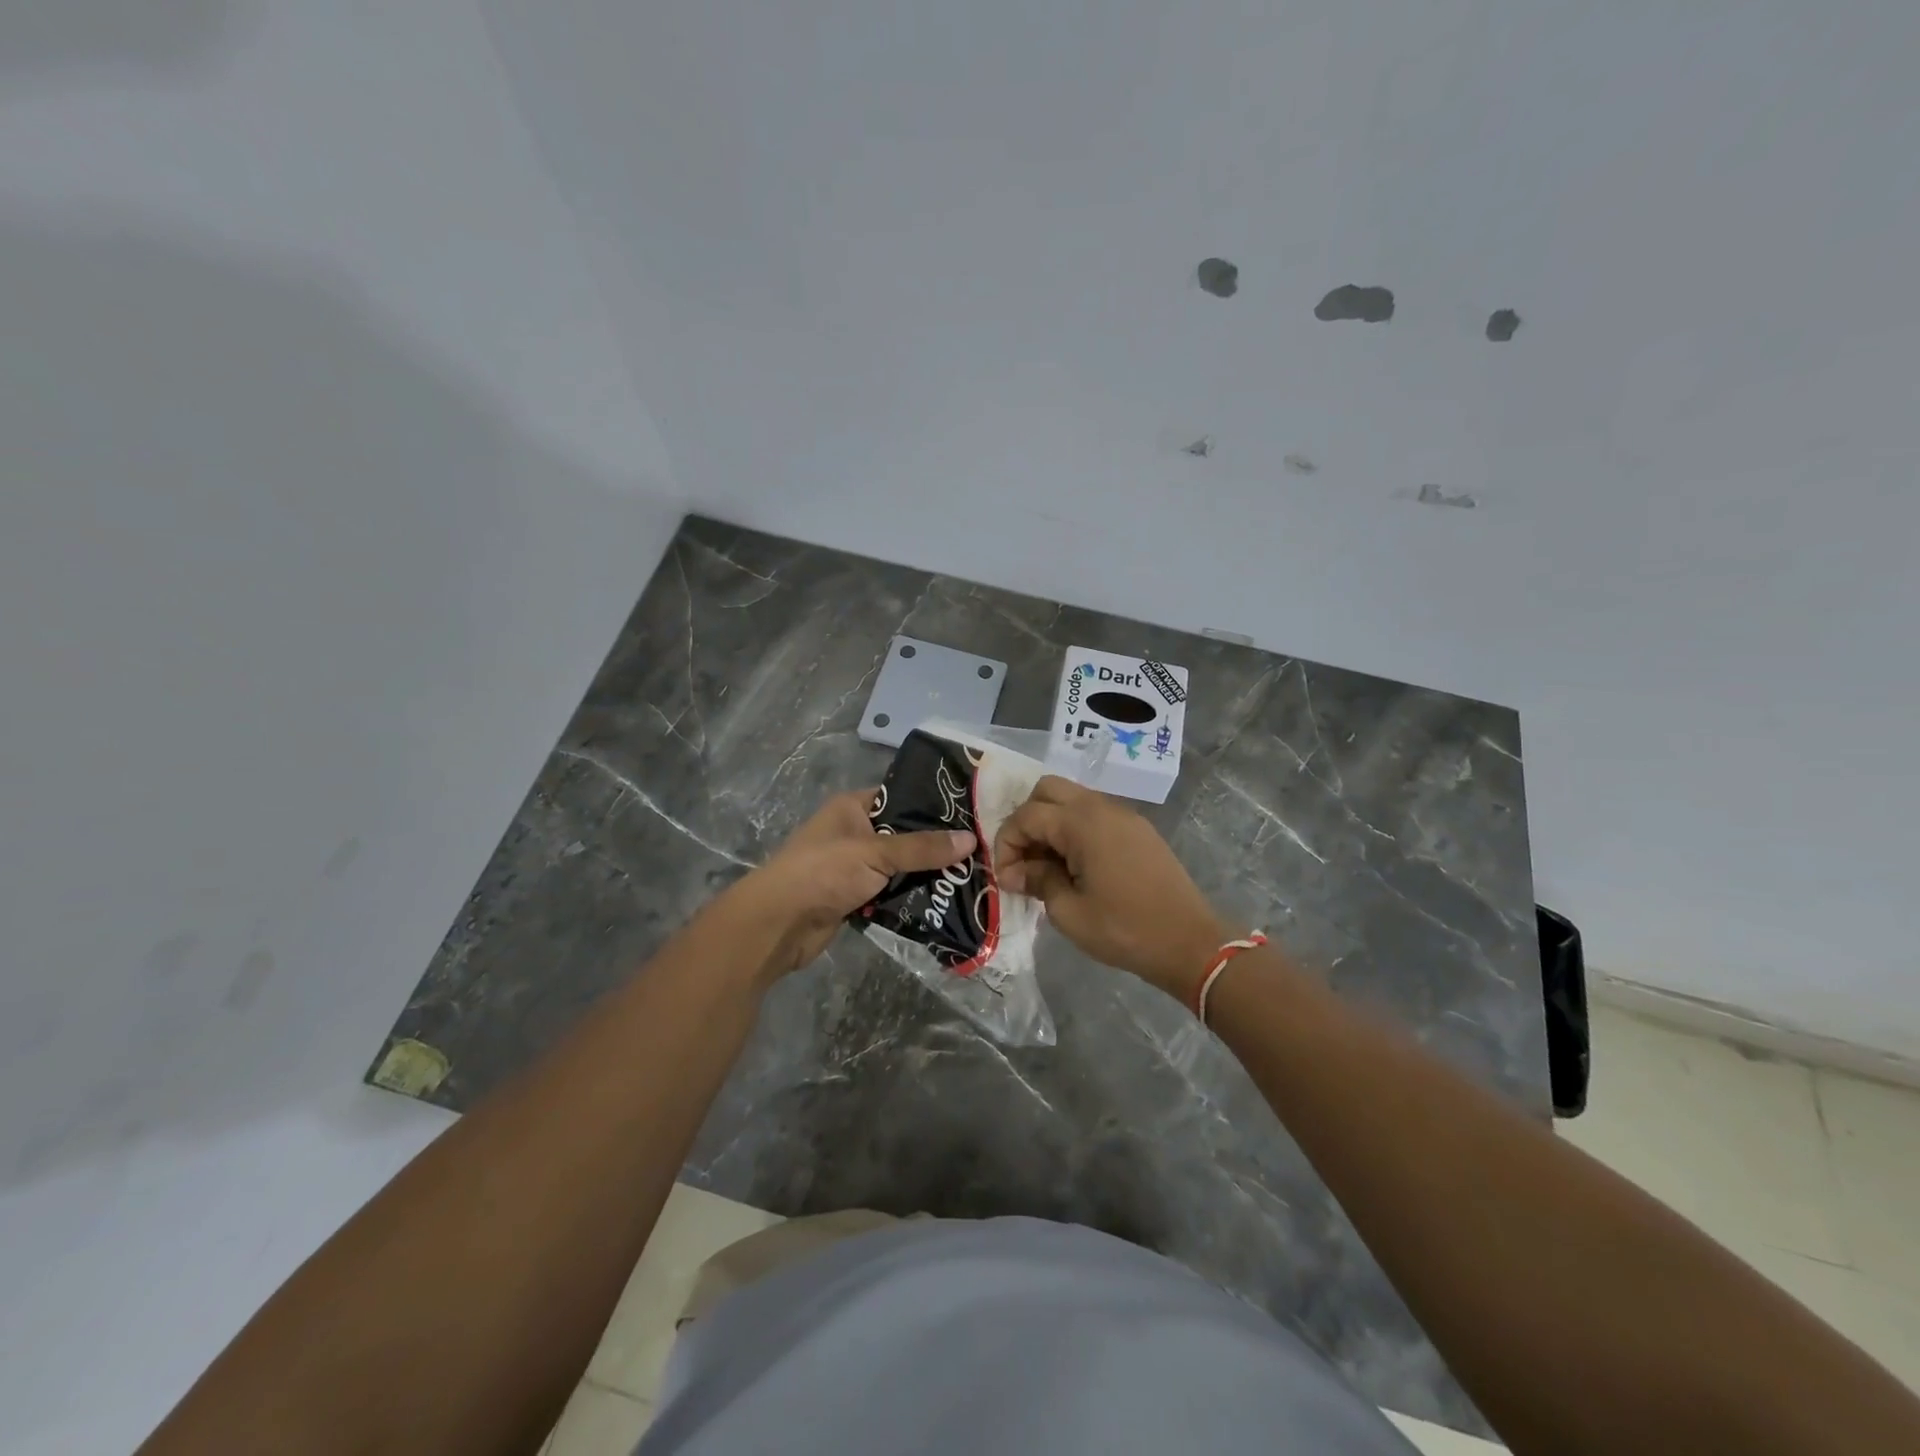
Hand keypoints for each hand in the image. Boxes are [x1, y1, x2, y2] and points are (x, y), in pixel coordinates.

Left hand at [733, 787, 974, 979]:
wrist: (779, 924)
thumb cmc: (823, 872)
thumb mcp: (876, 852)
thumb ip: (922, 848)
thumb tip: (970, 839)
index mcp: (853, 808)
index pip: (900, 796)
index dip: (932, 804)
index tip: (970, 813)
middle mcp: (853, 832)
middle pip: (903, 835)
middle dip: (934, 846)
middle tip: (978, 850)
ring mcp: (853, 867)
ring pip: (898, 867)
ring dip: (924, 875)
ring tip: (969, 877)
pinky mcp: (854, 897)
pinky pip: (889, 893)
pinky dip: (909, 898)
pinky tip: (943, 902)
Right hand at [994, 777, 1229, 1002]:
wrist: (1190, 943)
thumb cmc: (1124, 930)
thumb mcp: (1069, 912)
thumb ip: (1038, 881)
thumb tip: (1016, 872)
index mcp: (1082, 822)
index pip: (1027, 815)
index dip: (1007, 844)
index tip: (1006, 878)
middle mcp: (1102, 807)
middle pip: (1047, 790)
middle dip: (1026, 821)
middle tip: (1023, 860)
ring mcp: (1124, 815)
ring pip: (1072, 799)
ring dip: (1051, 824)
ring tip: (1046, 866)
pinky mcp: (1138, 830)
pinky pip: (1094, 815)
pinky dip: (1074, 830)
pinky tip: (1074, 866)